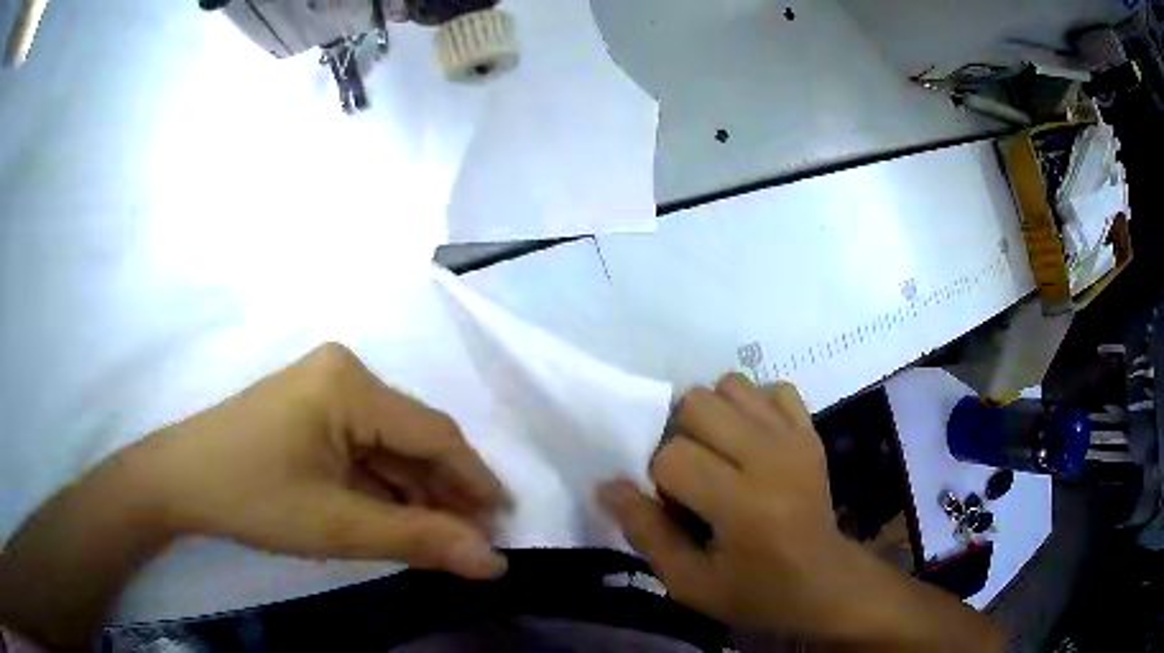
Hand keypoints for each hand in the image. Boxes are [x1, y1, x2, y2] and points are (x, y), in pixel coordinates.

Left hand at [1, 343, 509, 648]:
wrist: (178, 482)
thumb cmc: (252, 497)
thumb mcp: (337, 525)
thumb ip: (418, 540)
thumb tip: (493, 562)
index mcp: (351, 384)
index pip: (433, 433)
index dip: (474, 481)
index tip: (506, 524)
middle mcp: (344, 373)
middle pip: (412, 438)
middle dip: (444, 493)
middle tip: (473, 544)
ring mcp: (325, 389)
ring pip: (389, 446)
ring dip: (414, 493)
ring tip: (440, 539)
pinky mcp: (311, 409)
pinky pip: (363, 447)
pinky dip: (383, 486)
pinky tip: (396, 517)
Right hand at [598, 374, 844, 631]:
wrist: (824, 582)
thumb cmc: (754, 591)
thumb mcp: (689, 582)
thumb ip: (645, 533)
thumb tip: (607, 485)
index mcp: (742, 504)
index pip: (672, 456)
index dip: (659, 481)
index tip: (674, 508)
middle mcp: (771, 457)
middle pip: (696, 404)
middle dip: (679, 438)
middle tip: (693, 476)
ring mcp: (795, 436)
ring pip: (729, 385)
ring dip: (712, 416)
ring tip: (719, 454)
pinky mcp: (809, 429)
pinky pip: (770, 388)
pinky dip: (752, 406)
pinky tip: (751, 441)